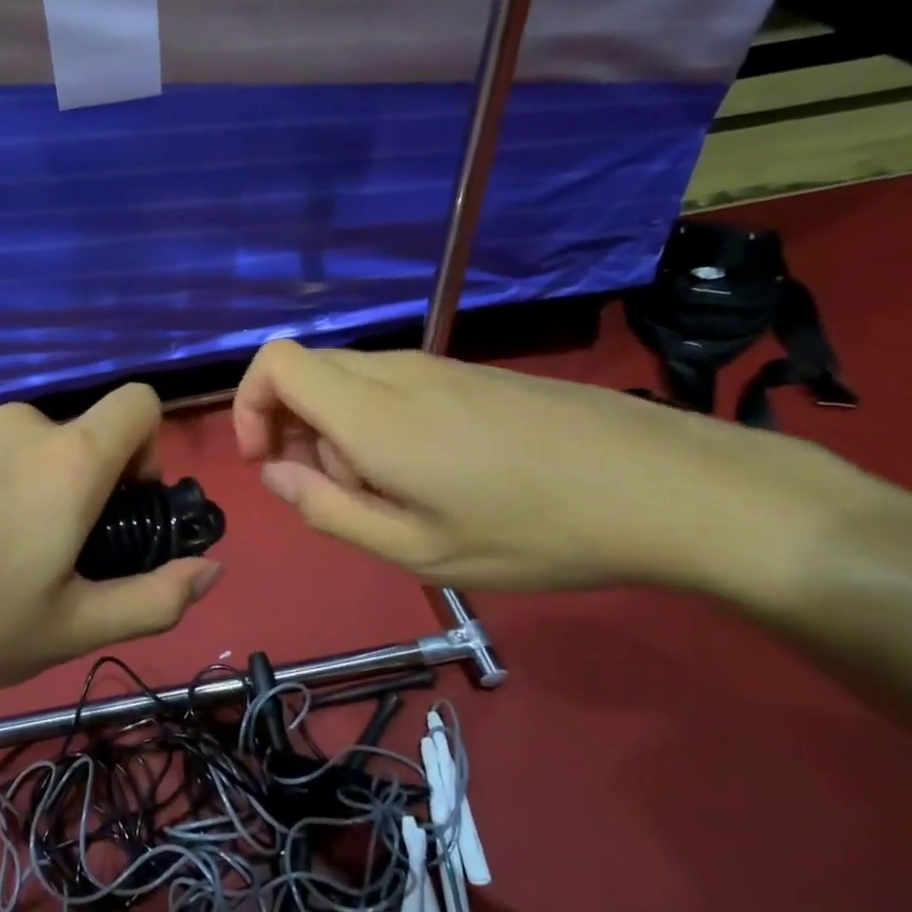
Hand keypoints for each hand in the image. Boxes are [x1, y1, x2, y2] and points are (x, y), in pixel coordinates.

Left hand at [0, 385, 224, 719]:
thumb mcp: (72, 628)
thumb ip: (157, 599)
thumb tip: (211, 570)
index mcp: (68, 459)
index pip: (139, 403)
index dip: (146, 447)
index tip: (123, 505)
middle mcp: (15, 425)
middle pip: (73, 437)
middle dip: (78, 485)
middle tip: (46, 556)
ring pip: (15, 448)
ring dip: (20, 487)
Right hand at [232, 339, 840, 593]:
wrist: (661, 486)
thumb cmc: (531, 530)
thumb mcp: (415, 549)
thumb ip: (328, 510)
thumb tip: (275, 474)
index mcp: (370, 412)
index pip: (274, 362)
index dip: (250, 405)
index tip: (269, 462)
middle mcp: (393, 374)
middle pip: (306, 371)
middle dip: (294, 430)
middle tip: (341, 493)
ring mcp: (435, 368)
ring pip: (348, 381)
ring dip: (339, 433)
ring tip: (395, 492)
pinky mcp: (467, 375)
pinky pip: (391, 387)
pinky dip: (378, 424)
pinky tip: (434, 474)